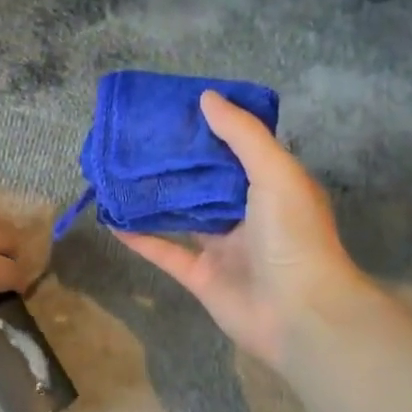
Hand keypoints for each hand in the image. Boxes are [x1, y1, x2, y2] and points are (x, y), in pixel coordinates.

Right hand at [115, 91, 361, 367]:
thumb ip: (242, 134)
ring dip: (154, 197)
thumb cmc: (293, 235)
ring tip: (120, 173)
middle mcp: (247, 214)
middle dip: (177, 161)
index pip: (238, 150)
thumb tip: (206, 97)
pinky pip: (165, 252)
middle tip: (139, 138)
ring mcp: (223, 247)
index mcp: (271, 187)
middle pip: (205, 182)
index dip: (211, 129)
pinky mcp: (200, 276)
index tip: (177, 109)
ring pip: (182, 215)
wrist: (299, 314)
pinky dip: (139, 237)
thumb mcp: (275, 172)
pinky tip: (112, 219)